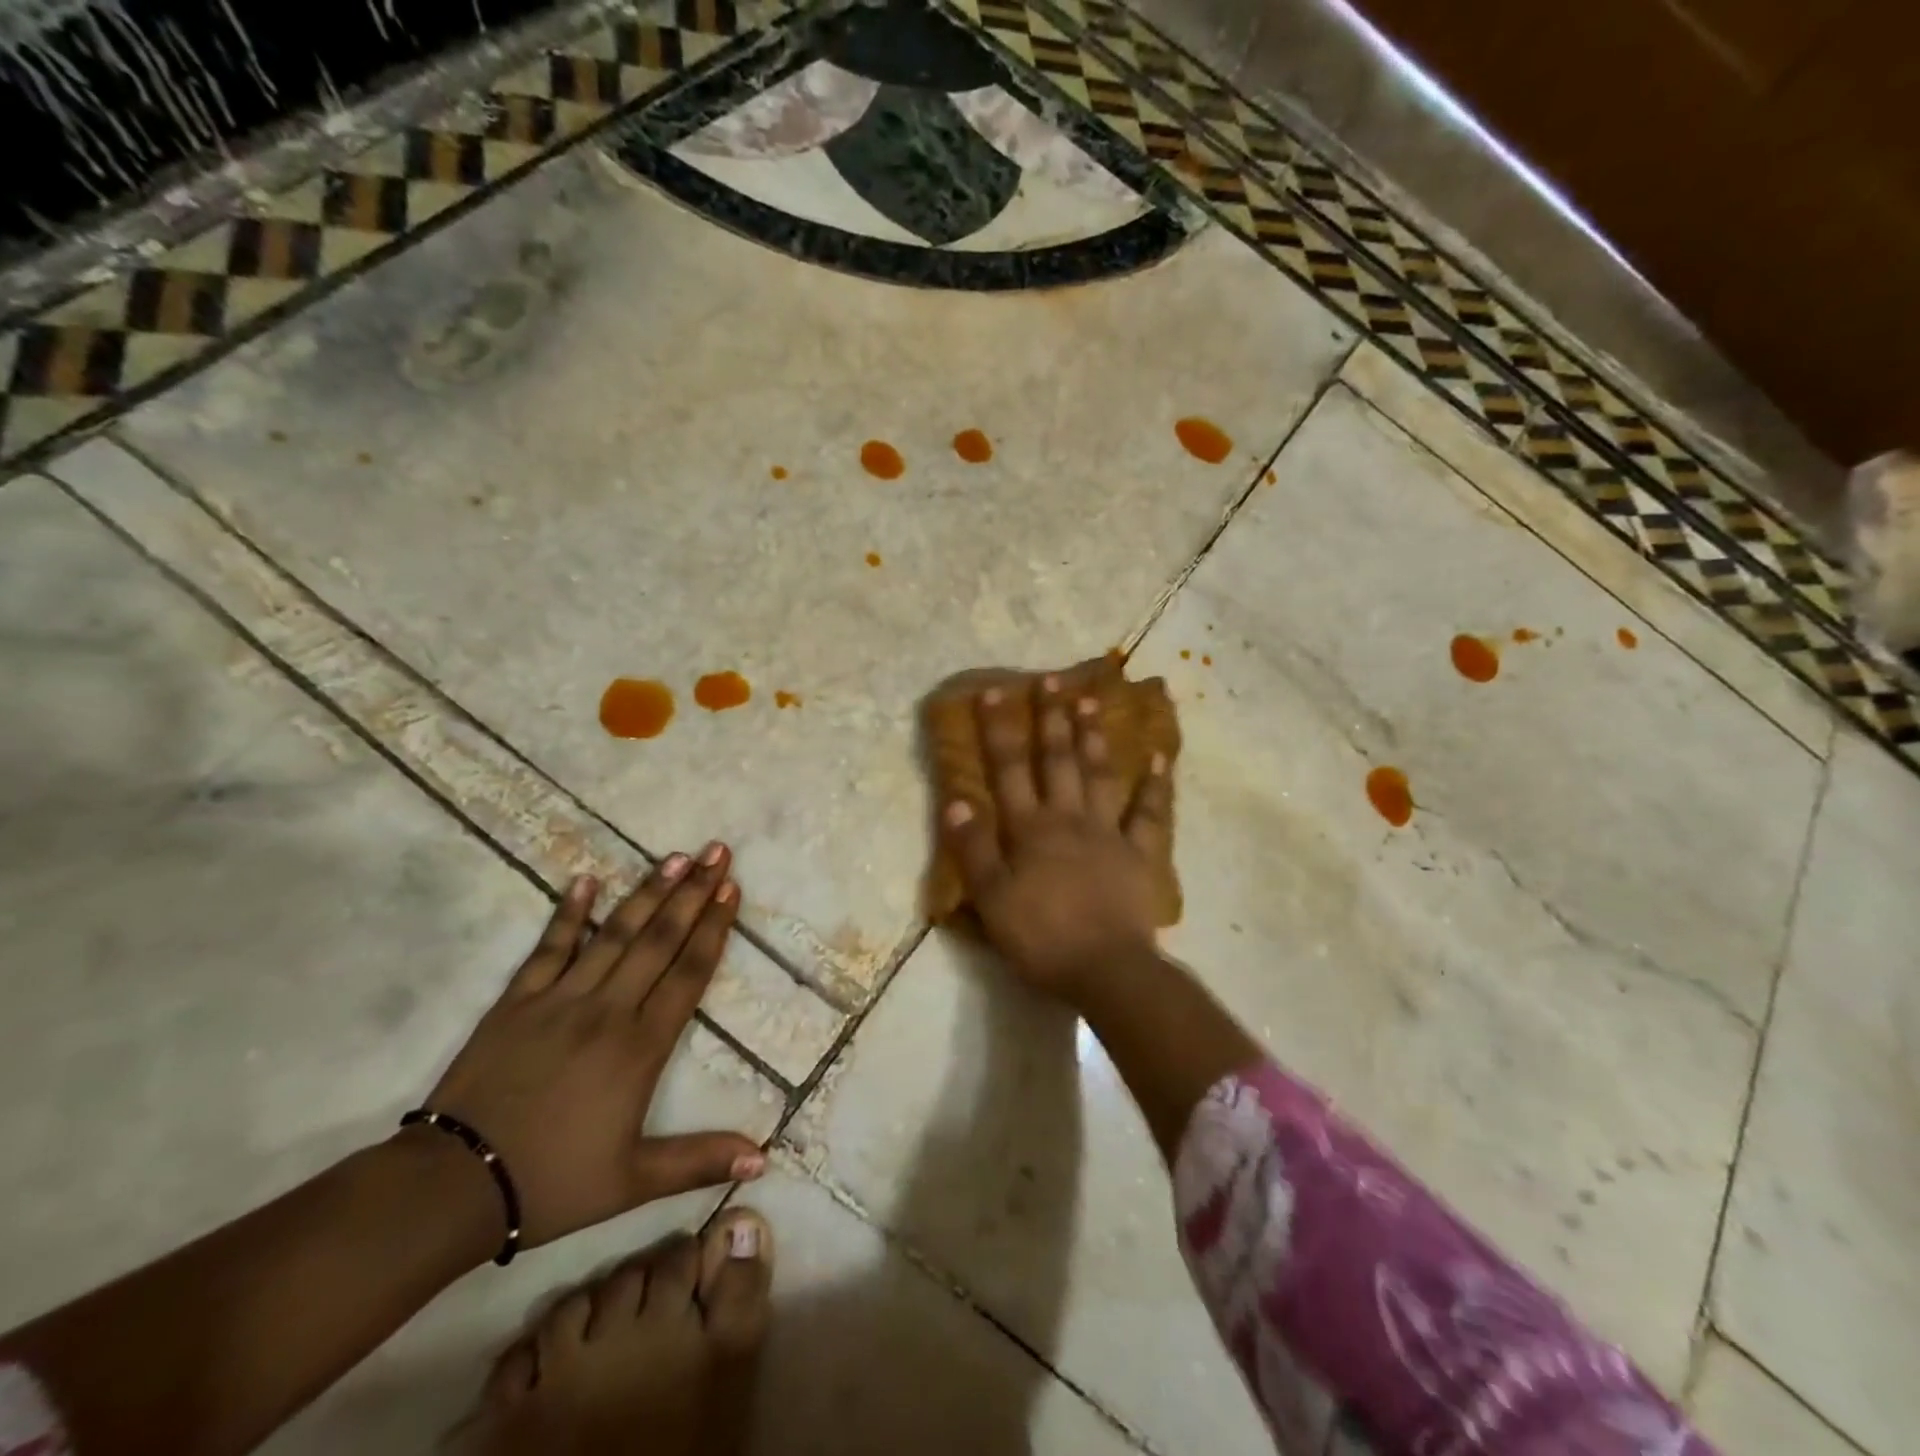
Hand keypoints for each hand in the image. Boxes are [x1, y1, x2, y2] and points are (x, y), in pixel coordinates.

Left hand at [419, 846, 764, 1250]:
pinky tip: (586, 879)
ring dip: (648, 892)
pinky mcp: (517, 1001)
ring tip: (675, 857)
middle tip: (717, 852)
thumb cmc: (552, 1182)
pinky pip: (550, 947)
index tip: (731, 890)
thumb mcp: (633, 1182)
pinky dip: (569, 912)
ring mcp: (560, 999)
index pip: (688, 972)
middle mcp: (608, 1009)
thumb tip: (764, 1158)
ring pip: (614, 933)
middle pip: (659, 939)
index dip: (713, 928)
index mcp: (641, 1046)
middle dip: (693, 893)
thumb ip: (700, 1160)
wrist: (452, 1188)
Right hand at [941, 676, 1171, 996]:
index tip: (995, 691)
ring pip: (1099, 774)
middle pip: (1058, 760)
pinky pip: (1150, 813)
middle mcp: (1068, 818)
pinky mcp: (1139, 853)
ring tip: (1091, 700)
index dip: (1000, 729)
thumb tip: (957, 799)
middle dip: (1051, 718)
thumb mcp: (992, 899)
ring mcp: (1108, 832)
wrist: (1106, 970)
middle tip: (1052, 679)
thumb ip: (974, 848)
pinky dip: (1156, 783)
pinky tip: (1159, 756)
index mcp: (1030, 829)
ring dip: (1094, 736)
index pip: (1009, 769)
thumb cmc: (1041, 937)